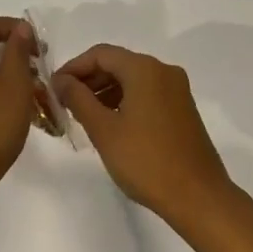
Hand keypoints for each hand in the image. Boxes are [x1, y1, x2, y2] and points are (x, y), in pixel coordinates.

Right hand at [53, 45, 236, 228]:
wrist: (198, 197)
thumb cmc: (146, 161)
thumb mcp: (104, 130)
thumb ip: (78, 99)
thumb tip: (61, 80)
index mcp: (144, 69)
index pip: (100, 54)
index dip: (74, 67)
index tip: (54, 88)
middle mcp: (163, 71)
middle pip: (118, 64)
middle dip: (89, 80)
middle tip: (65, 103)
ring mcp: (176, 90)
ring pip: (132, 79)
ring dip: (106, 91)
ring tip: (83, 116)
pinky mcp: (182, 109)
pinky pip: (147, 93)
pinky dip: (125, 101)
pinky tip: (111, 124)